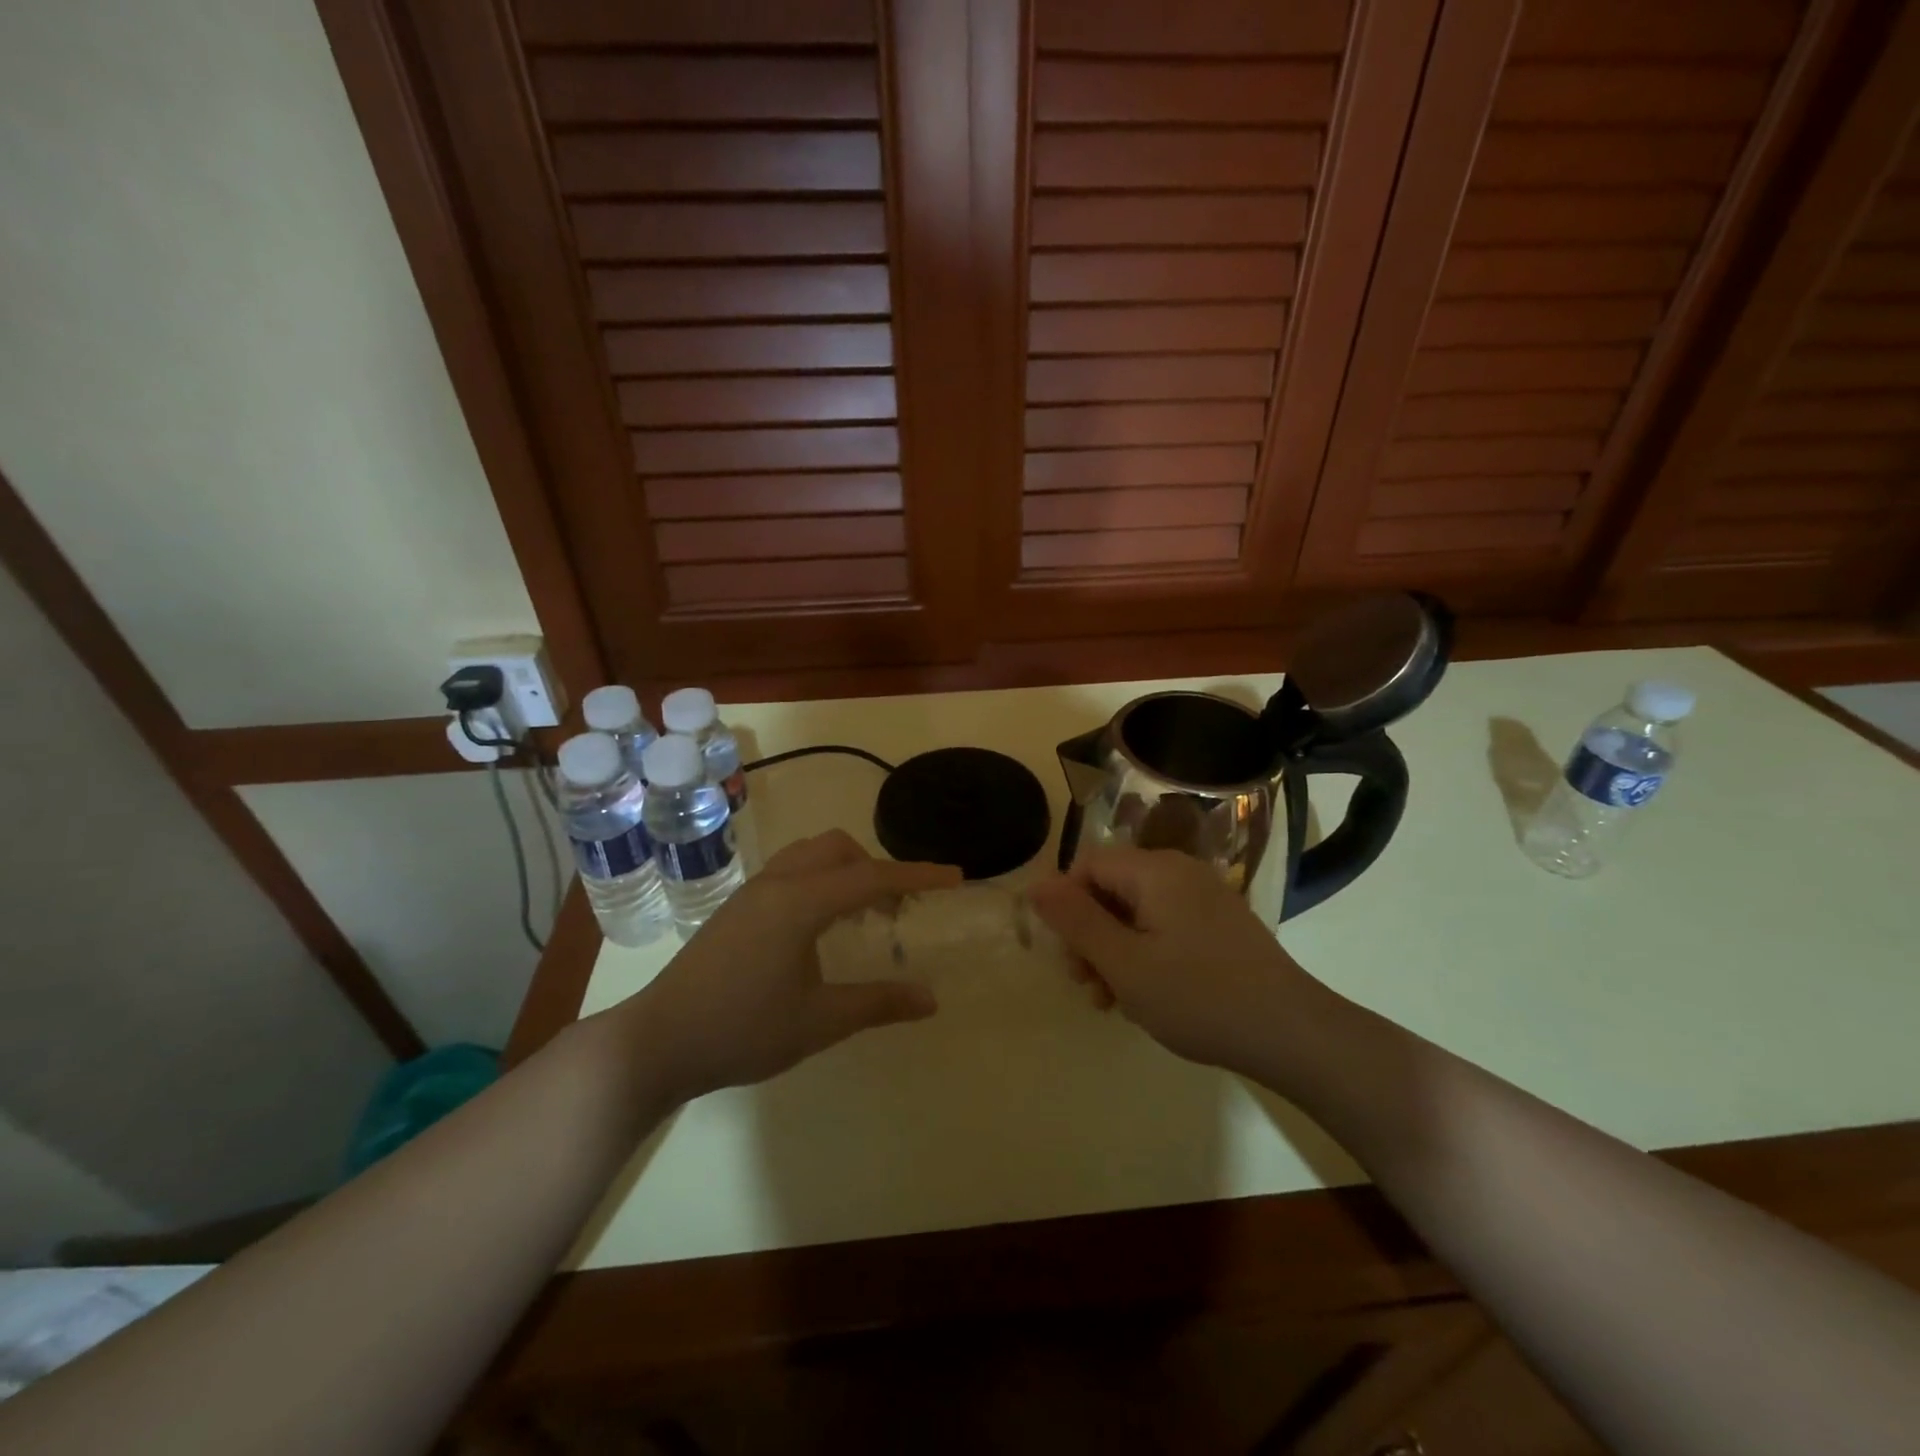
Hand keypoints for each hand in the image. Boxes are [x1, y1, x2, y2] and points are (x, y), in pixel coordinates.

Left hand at [617, 830, 960, 1101]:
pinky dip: (820, 882)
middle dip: (876, 868)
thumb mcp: (820, 1021)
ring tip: (862, 915)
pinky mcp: (737, 908)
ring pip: (811, 855)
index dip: (918, 875)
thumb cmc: (743, 1030)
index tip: (955, 877)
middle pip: (838, 849)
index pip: (872, 877)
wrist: (658, 1041)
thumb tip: (931, 998)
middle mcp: (777, 884)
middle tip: (897, 910)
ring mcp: (752, 893)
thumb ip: (878, 1003)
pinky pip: (791, 872)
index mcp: (801, 902)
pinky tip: (820, 928)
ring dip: (845, 872)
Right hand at [1028, 846, 1321, 1075]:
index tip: (1067, 955)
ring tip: (1114, 1001)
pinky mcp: (1222, 925)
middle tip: (1088, 986)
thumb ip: (1075, 921)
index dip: (1066, 906)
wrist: (1293, 1034)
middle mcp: (1181, 872)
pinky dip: (1147, 954)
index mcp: (1155, 870)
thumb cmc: (1199, 997)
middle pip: (1112, 889)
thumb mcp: (1124, 963)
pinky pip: (1166, 926)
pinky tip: (1148, 996)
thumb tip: (1036, 884)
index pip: (1088, 866)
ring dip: (1115, 951)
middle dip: (1090, 935)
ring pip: (1138, 913)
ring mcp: (1206, 898)